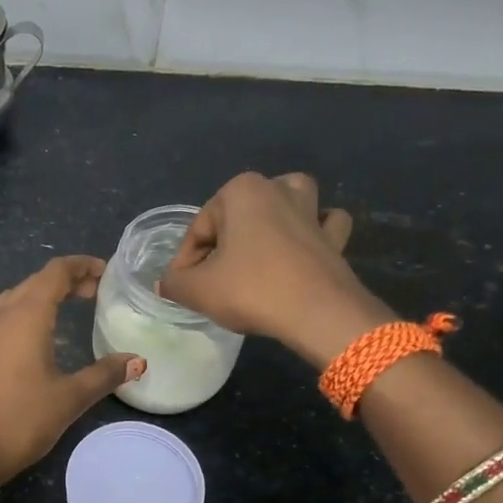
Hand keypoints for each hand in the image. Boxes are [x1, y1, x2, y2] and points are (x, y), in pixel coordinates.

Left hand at [0, 256, 142, 488]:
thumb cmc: (20, 419)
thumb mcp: (69, 397)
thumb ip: (104, 374)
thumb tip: (137, 361)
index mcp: (26, 315)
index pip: (55, 272)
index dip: (82, 265)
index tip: (107, 272)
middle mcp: (3, 315)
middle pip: (36, 281)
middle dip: (67, 279)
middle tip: (96, 292)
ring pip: (18, 297)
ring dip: (45, 294)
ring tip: (72, 306)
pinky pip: (7, 316)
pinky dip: (30, 312)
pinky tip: (42, 335)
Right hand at [157, 172, 393, 368]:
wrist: (318, 314)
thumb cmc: (251, 290)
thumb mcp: (196, 290)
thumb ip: (174, 282)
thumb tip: (168, 283)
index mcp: (240, 191)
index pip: (198, 230)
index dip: (186, 262)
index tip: (184, 290)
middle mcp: (277, 188)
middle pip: (236, 217)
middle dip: (223, 245)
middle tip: (214, 282)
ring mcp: (311, 210)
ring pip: (285, 206)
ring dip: (272, 220)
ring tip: (257, 251)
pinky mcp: (334, 236)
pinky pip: (322, 224)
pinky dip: (314, 231)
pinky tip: (303, 248)